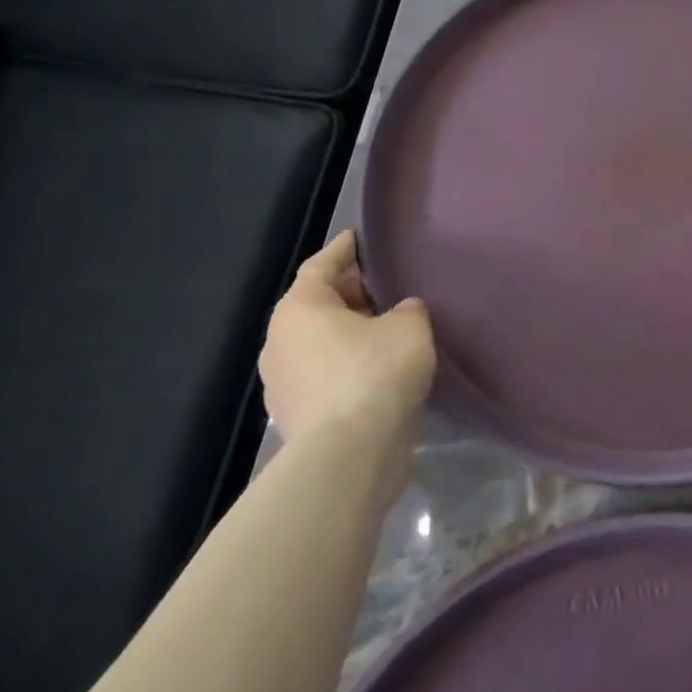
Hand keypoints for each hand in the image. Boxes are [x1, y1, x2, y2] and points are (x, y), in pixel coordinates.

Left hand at [258, 232, 435, 491]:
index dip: (343, 250)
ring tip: (387, 329)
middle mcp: (281, 342)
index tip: (357, 238)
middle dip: (349, 294)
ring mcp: (284, 383)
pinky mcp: (299, 416)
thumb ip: (407, 309)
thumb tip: (399, 313)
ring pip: (320, 343)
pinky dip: (348, 365)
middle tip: (384, 286)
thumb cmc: (376, 372)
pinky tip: (379, 369)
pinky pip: (325, 375)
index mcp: (300, 309)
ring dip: (349, 333)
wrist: (350, 453)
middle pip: (317, 305)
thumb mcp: (409, 326)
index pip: (320, 266)